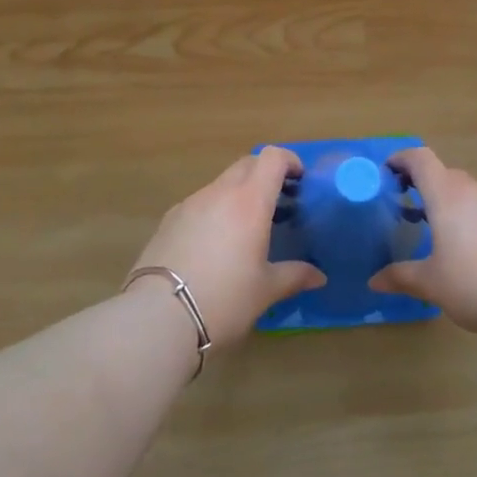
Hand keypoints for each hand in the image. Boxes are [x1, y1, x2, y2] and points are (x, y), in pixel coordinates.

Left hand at [128, 147, 323, 347]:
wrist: (158, 318)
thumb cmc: (224, 299)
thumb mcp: (265, 290)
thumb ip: (294, 276)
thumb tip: (319, 276)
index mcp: (250, 201)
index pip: (272, 158)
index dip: (289, 161)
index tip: (300, 181)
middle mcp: (219, 193)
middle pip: (247, 164)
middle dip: (265, 175)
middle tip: (278, 203)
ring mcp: (190, 203)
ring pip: (221, 184)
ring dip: (239, 194)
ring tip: (246, 228)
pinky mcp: (168, 220)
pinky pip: (200, 203)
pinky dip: (215, 210)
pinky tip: (214, 245)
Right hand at [369, 147, 476, 345]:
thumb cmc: (476, 286)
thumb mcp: (431, 284)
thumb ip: (400, 277)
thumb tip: (374, 281)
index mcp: (448, 196)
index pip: (420, 159)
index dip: (401, 159)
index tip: (387, 173)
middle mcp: (475, 189)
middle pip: (444, 174)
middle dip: (423, 186)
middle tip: (407, 210)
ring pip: (468, 191)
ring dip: (450, 202)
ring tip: (439, 231)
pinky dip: (472, 215)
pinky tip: (472, 248)